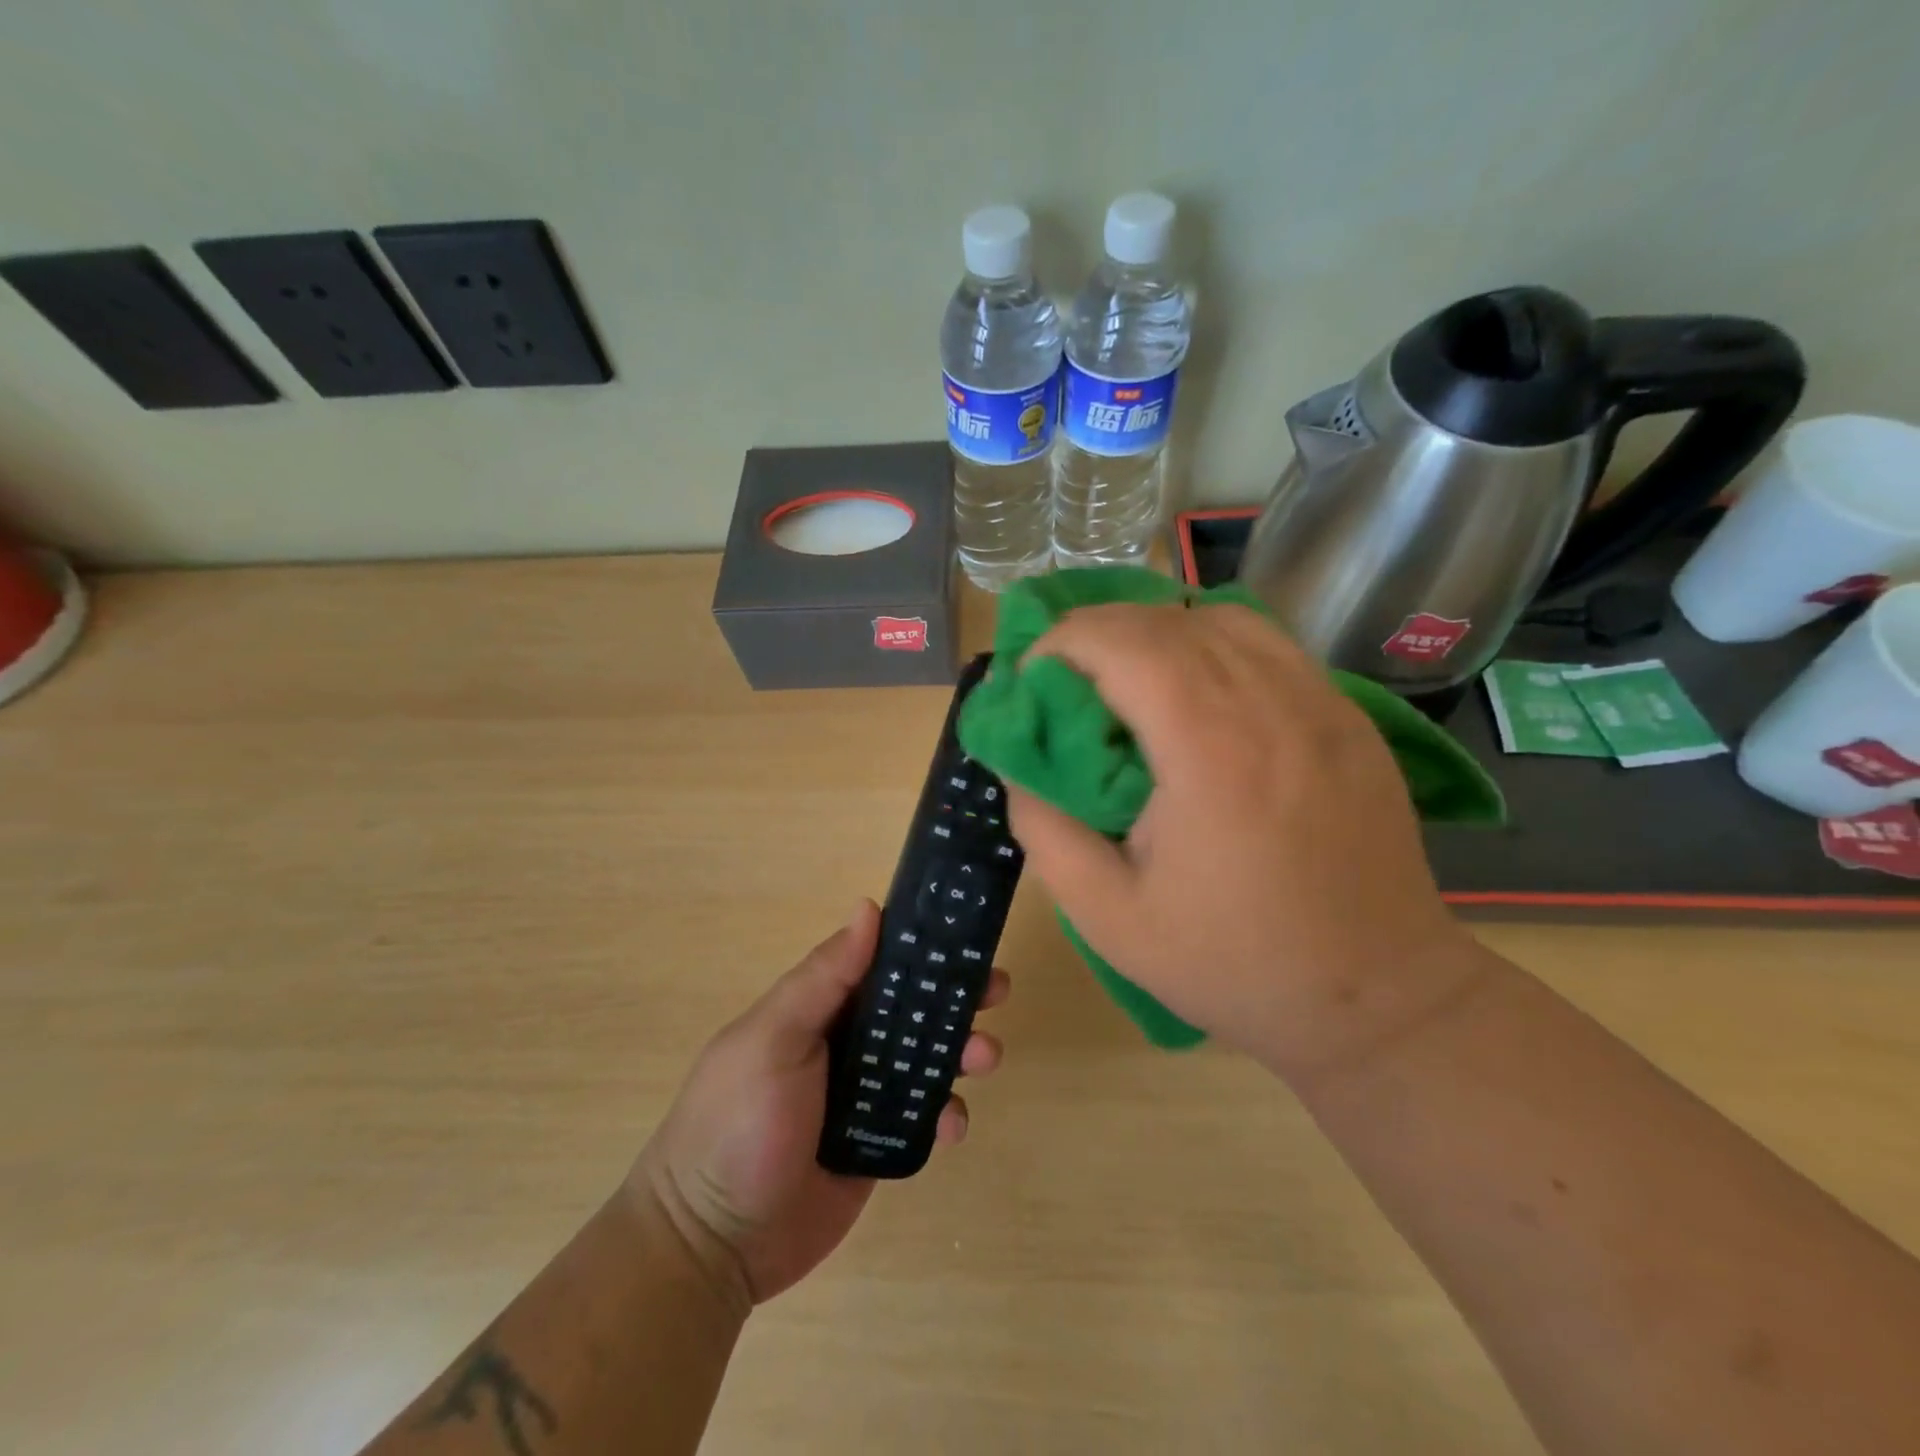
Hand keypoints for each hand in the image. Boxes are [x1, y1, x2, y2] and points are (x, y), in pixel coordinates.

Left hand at [632, 900, 1009, 1303]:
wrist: (709, 1246)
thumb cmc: (737, 1124)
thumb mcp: (773, 1039)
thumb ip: (823, 978)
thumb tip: (868, 907)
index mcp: (816, 1010)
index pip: (876, 962)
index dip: (921, 947)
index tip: (965, 937)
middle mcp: (842, 1045)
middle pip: (910, 1009)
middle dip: (954, 998)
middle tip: (996, 992)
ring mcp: (860, 1098)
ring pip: (924, 1061)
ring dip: (960, 1051)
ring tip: (984, 1058)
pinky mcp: (875, 1147)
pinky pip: (922, 1119)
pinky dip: (946, 1115)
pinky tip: (952, 1124)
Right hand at [1005, 603, 1481, 1082]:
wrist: (1378, 999)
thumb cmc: (1234, 964)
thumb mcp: (1108, 916)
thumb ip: (1044, 828)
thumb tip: (1018, 764)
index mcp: (1210, 748)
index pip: (1123, 640)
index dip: (1061, 642)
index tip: (1032, 682)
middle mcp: (1272, 703)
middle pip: (1167, 619)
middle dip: (1097, 633)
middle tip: (1065, 684)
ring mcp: (1322, 703)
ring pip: (1221, 618)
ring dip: (1156, 634)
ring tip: (1126, 685)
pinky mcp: (1349, 718)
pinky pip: (1268, 647)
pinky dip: (1212, 648)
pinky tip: (1197, 700)